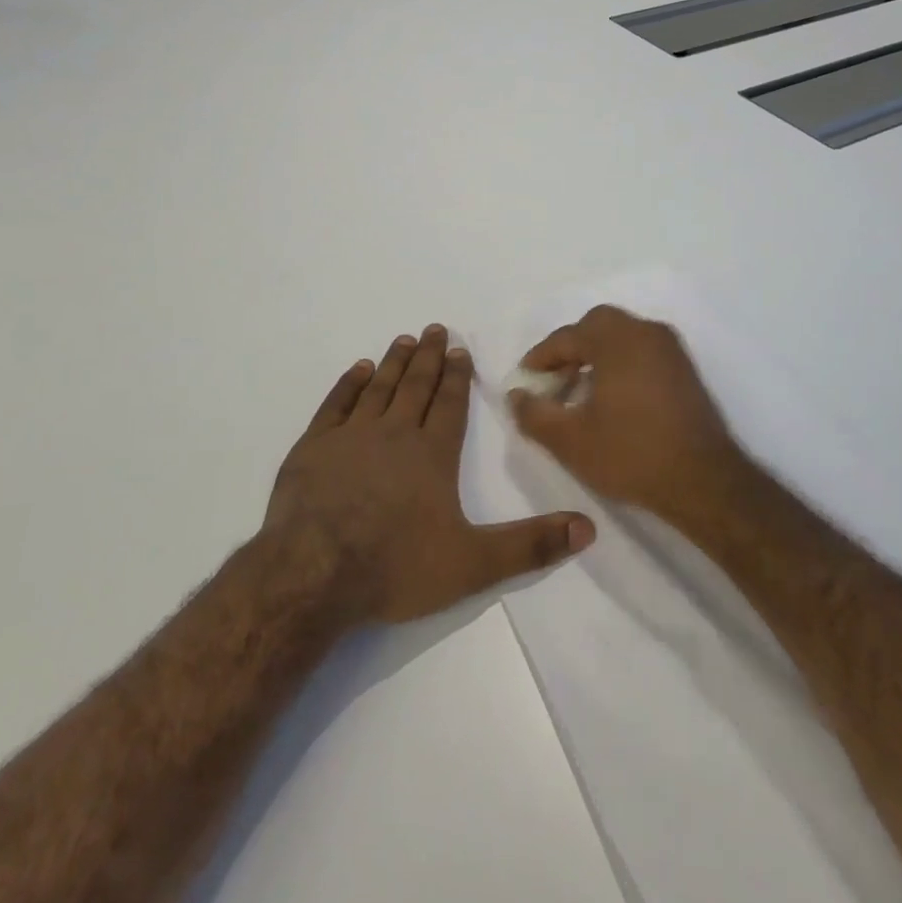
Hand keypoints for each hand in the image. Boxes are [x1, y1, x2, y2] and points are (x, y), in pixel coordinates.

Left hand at [264, 324, 595, 623]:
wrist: (313, 574)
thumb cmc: (396, 566)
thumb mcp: (473, 564)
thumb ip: (530, 546)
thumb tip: (587, 528)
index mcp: (433, 454)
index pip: (450, 404)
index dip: (457, 376)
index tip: (459, 349)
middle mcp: (395, 433)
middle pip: (416, 385)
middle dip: (429, 357)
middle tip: (435, 328)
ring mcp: (351, 436)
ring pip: (379, 387)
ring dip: (394, 362)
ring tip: (405, 339)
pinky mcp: (314, 446)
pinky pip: (336, 404)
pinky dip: (348, 384)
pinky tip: (358, 369)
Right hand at [508, 305, 744, 520]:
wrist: (704, 481)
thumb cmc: (631, 454)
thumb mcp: (570, 441)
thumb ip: (534, 414)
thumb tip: (516, 395)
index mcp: (617, 340)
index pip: (567, 336)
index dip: (541, 357)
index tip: (525, 380)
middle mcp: (646, 332)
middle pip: (598, 325)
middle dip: (571, 348)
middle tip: (554, 379)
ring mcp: (670, 349)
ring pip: (622, 336)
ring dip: (596, 354)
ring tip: (579, 391)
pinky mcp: (685, 369)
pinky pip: (642, 351)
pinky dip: (621, 363)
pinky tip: (612, 397)